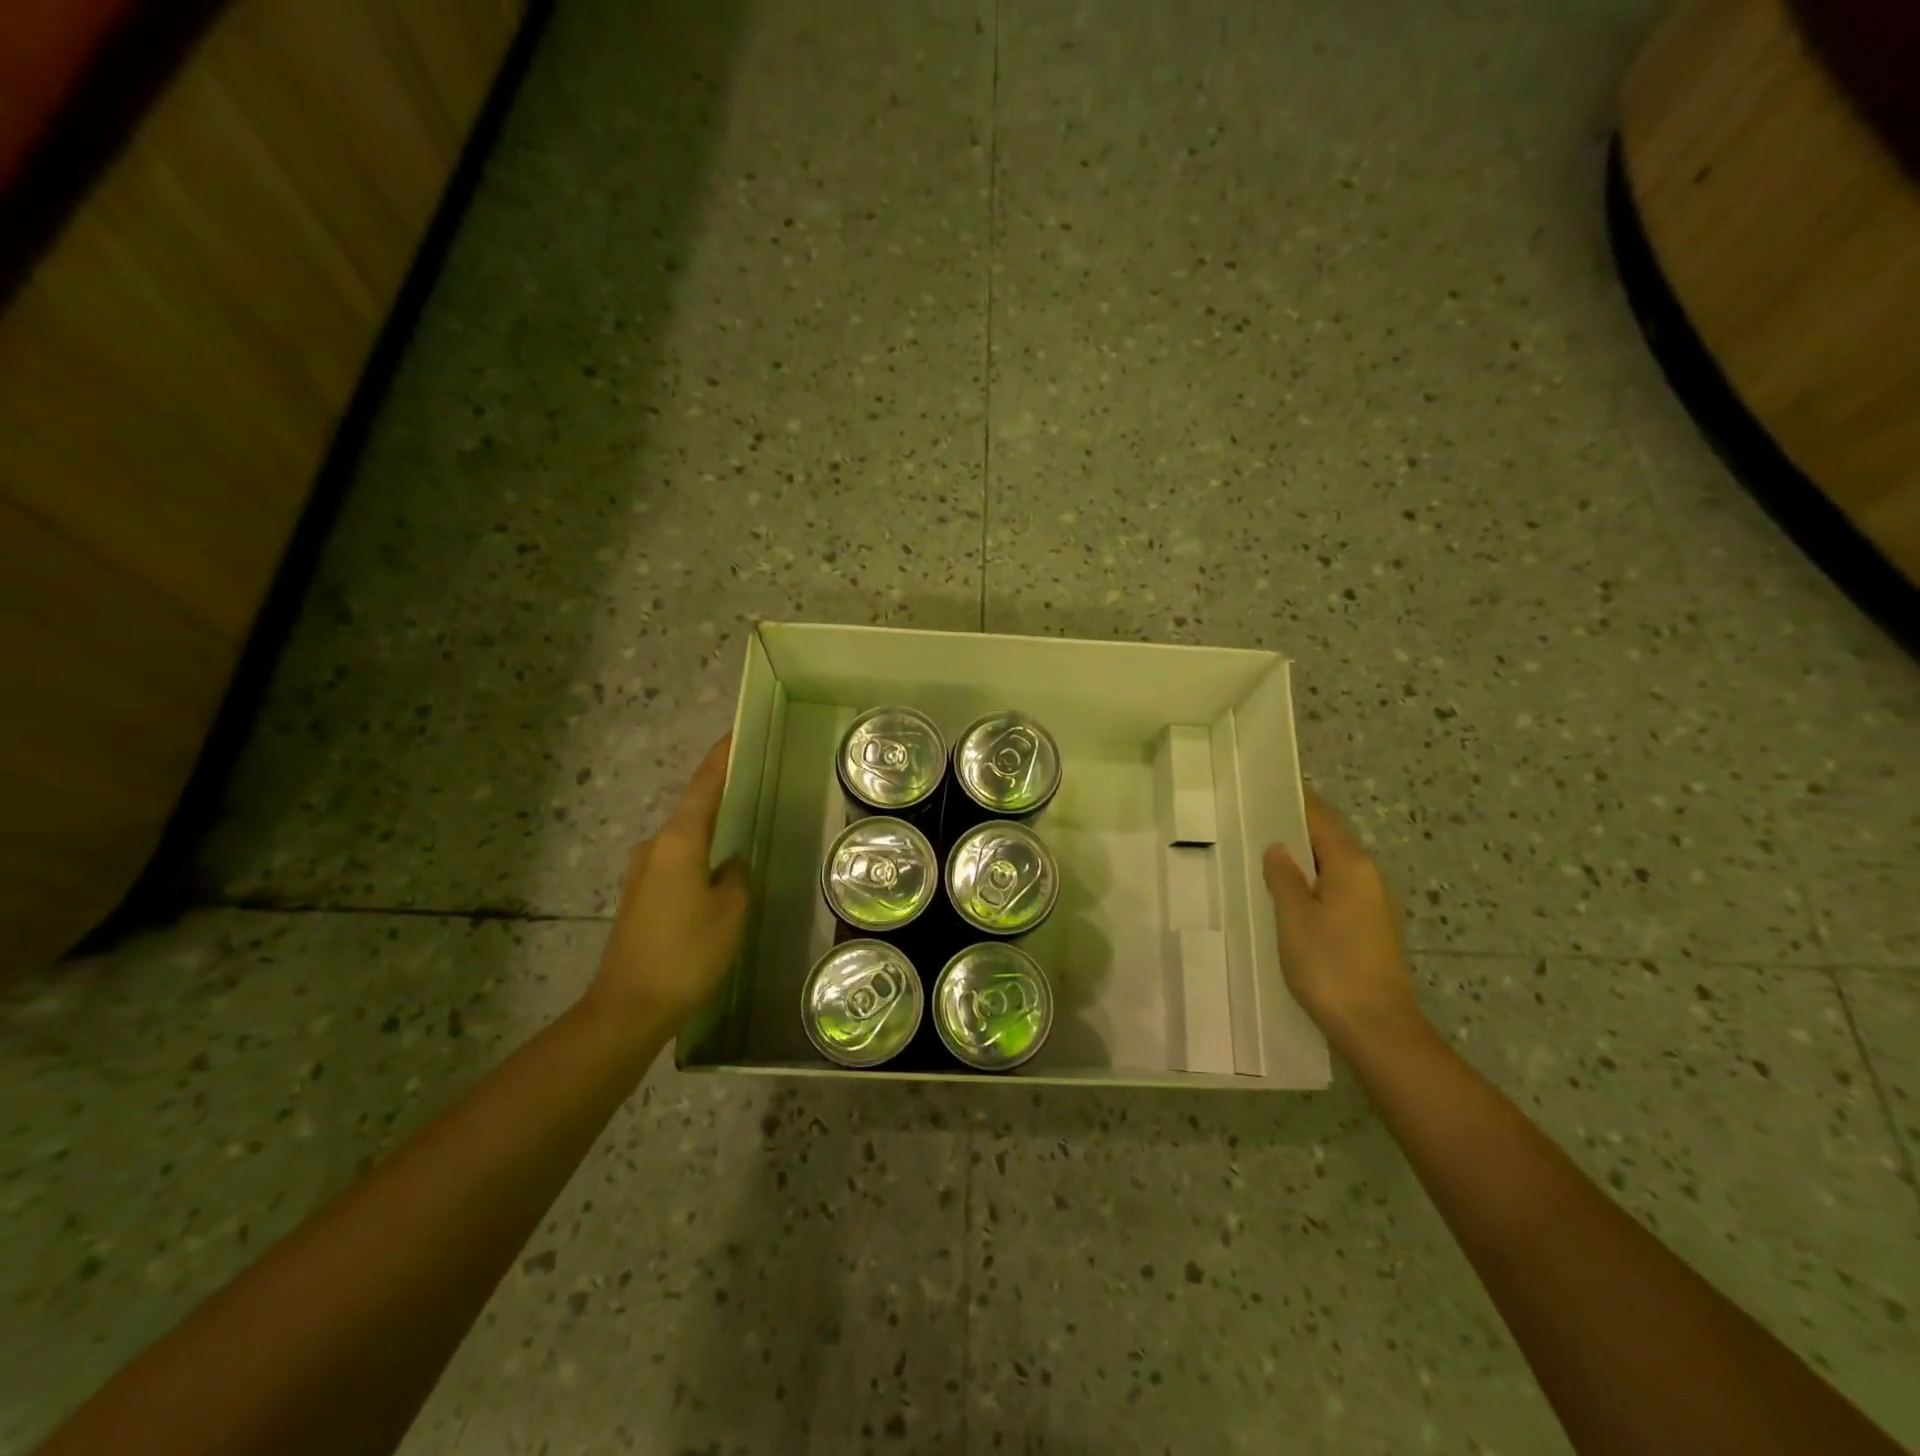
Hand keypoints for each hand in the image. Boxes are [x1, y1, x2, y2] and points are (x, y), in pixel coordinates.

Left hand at [588, 737, 750, 1034]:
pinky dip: (699, 856)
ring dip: (712, 830)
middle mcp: (655, 847)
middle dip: (721, 794)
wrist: (628, 1007)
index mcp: (678, 841)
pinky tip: (719, 872)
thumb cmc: (686, 952)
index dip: (721, 758)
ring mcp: (642, 872)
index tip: (737, 734)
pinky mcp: (640, 897)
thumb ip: (737, 876)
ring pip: (685, 839)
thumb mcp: (730, 911)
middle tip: (755, 783)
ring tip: (744, 827)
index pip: (704, 786)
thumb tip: (733, 862)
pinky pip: (677, 862)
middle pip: (693, 809)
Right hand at [1262, 789, 1424, 1056]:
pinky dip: (1313, 883)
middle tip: (1255, 824)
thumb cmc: (1330, 965)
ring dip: (1303, 859)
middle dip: (1296, 830)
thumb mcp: (1294, 917)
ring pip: (1333, 867)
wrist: (1377, 1028)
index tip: (1266, 790)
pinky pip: (1337, 890)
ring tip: (1265, 858)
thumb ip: (1284, 877)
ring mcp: (1373, 904)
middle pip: (1330, 840)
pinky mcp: (1371, 928)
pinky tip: (1289, 897)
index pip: (1321, 818)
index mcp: (1351, 865)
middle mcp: (1368, 877)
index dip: (1295, 802)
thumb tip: (1278, 849)